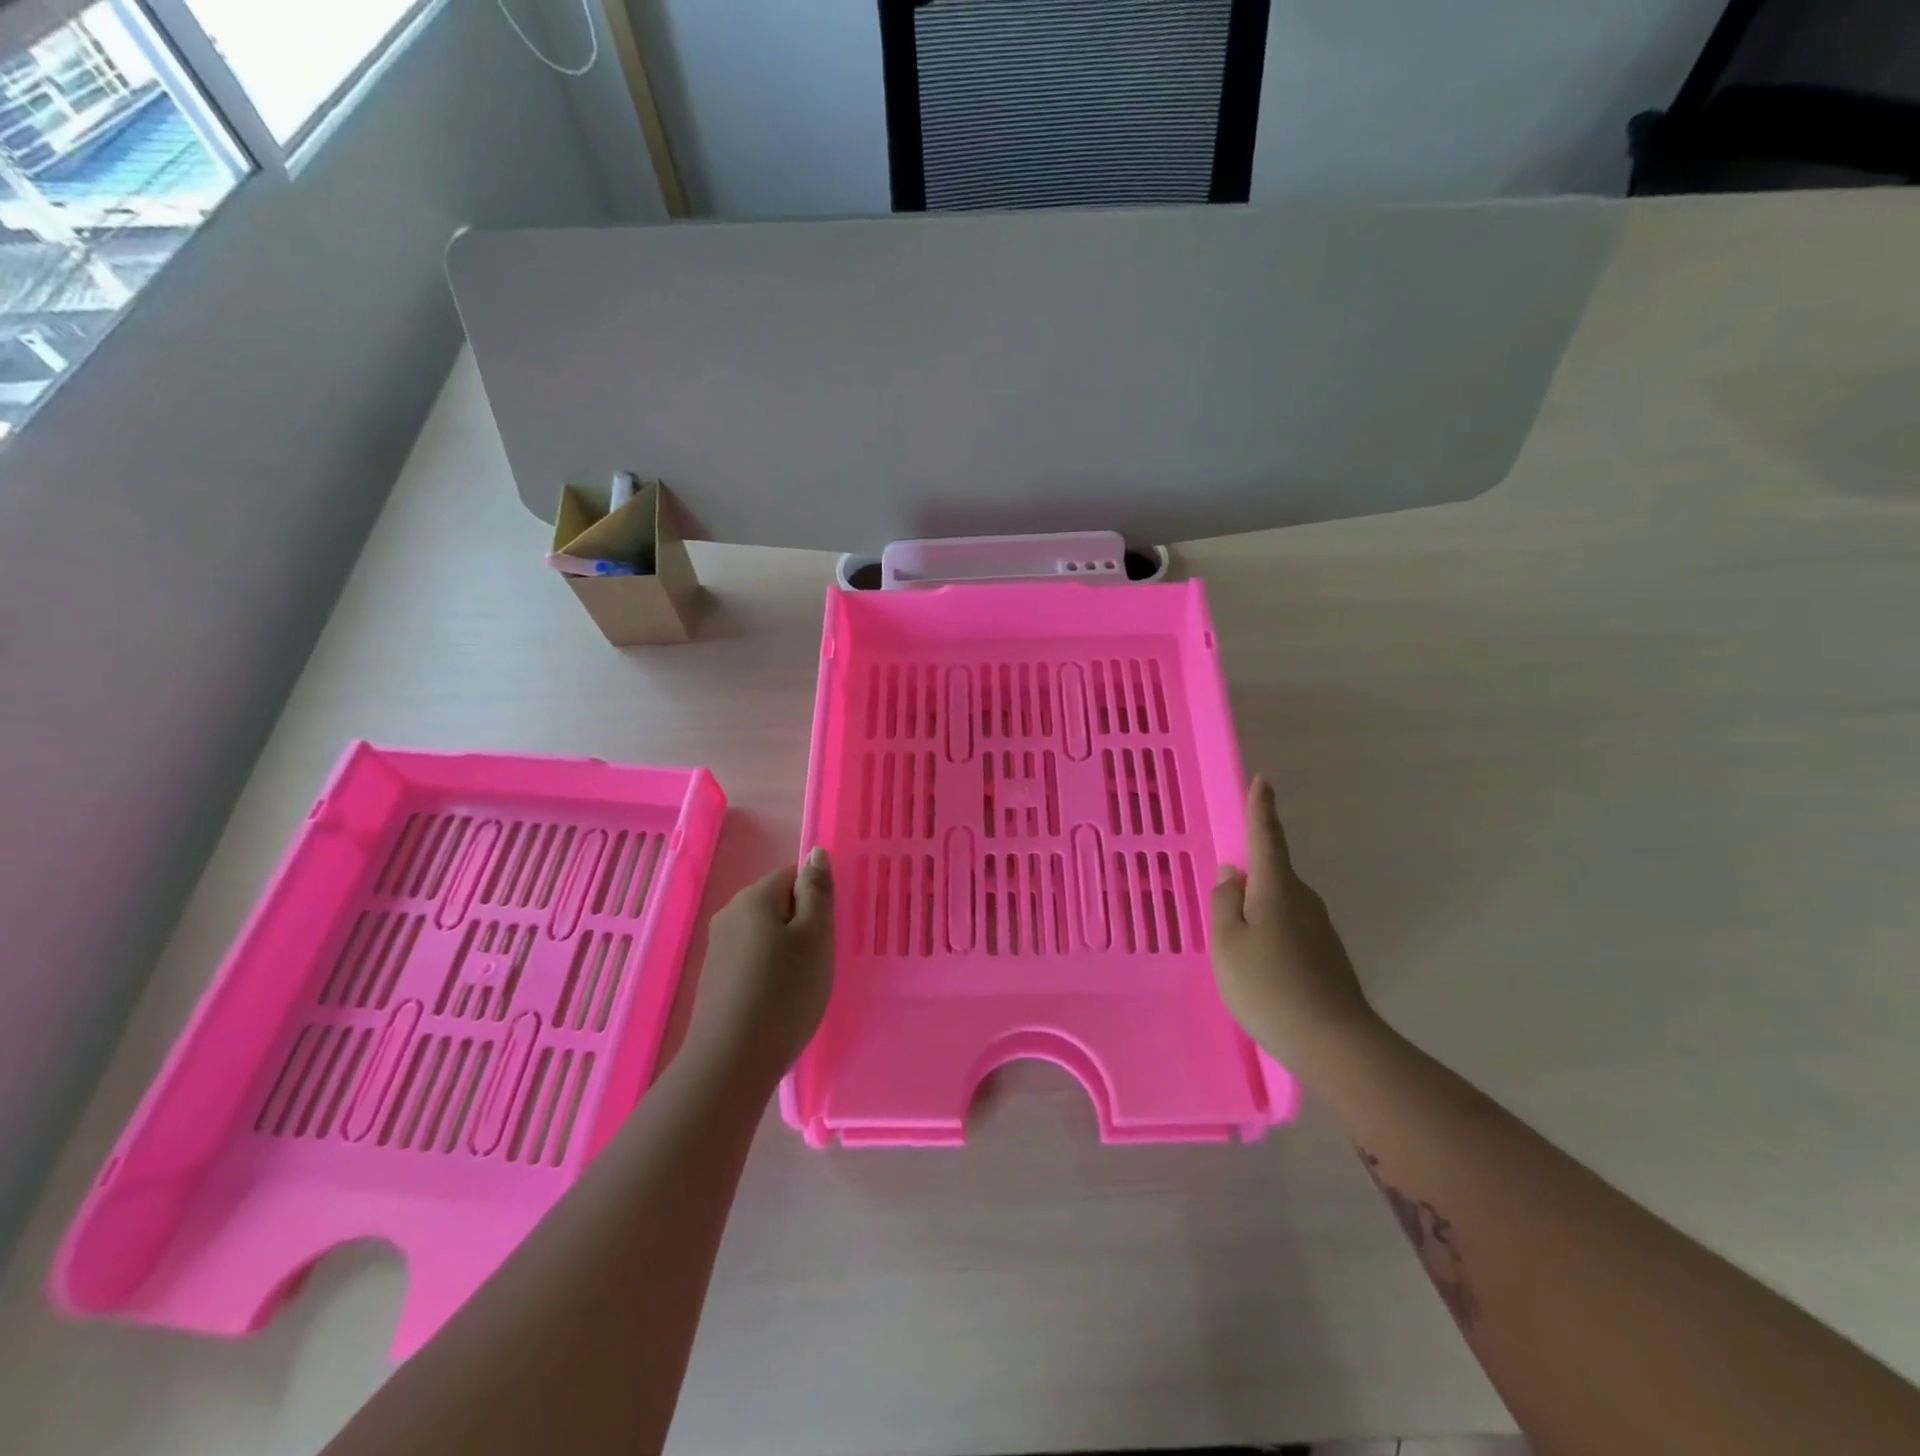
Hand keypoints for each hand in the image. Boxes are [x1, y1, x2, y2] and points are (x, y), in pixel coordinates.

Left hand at [683, 848, 834, 1084]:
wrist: (731, 1062)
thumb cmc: (784, 992)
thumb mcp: (815, 937)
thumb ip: (817, 891)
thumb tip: (816, 852)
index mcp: (754, 897)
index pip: (793, 875)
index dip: (817, 900)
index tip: (828, 933)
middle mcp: (730, 913)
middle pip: (778, 903)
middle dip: (803, 925)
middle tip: (820, 960)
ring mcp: (718, 947)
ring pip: (765, 933)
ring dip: (787, 950)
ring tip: (801, 985)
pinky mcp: (714, 978)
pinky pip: (752, 959)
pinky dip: (770, 972)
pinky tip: (778, 1001)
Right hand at [1212, 776, 1379, 1071]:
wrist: (1333, 1043)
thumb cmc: (1268, 985)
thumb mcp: (1227, 942)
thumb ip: (1224, 902)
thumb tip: (1233, 873)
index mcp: (1276, 888)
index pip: (1266, 837)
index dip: (1261, 809)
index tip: (1264, 780)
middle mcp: (1303, 900)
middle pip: (1273, 874)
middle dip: (1251, 876)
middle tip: (1226, 898)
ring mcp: (1320, 929)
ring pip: (1281, 905)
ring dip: (1260, 911)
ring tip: (1238, 945)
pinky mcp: (1327, 955)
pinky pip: (1291, 929)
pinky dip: (1272, 934)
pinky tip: (1261, 967)